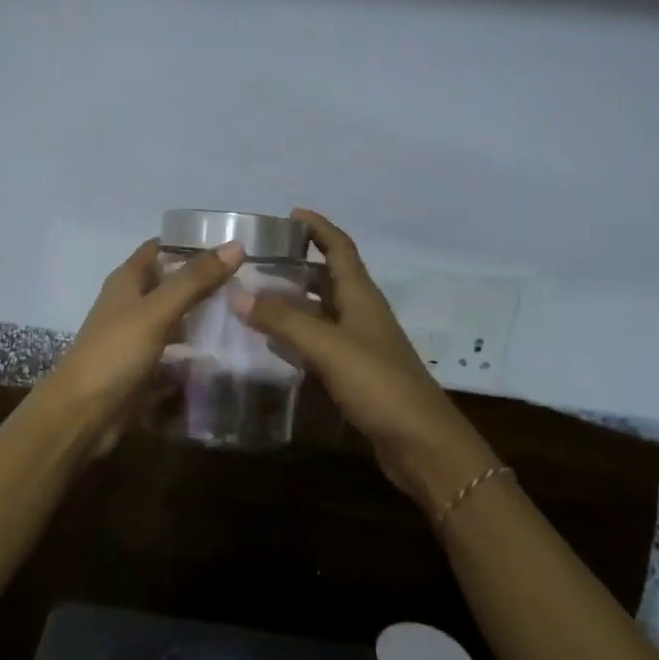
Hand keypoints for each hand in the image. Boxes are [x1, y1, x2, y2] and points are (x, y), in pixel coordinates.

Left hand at [45, 238, 245, 456]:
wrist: (83, 413)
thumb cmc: (114, 353)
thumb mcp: (156, 312)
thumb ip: (194, 281)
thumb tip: (236, 246)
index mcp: (127, 280)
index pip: (161, 248)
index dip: (192, 242)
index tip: (233, 244)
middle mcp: (131, 303)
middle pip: (172, 282)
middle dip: (206, 280)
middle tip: (253, 281)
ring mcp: (137, 335)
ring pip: (176, 316)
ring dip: (204, 314)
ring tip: (247, 312)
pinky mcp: (145, 365)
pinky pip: (176, 349)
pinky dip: (196, 347)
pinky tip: (226, 350)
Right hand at [232, 210, 495, 511]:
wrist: (422, 445)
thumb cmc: (380, 385)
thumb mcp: (329, 347)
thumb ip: (284, 320)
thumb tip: (237, 293)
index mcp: (362, 297)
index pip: (341, 249)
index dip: (319, 228)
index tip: (290, 214)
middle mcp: (361, 315)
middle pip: (329, 278)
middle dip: (297, 264)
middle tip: (256, 260)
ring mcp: (359, 346)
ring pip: (321, 312)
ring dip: (293, 300)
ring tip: (254, 296)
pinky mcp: (354, 374)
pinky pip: (319, 343)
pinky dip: (295, 335)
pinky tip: (272, 343)